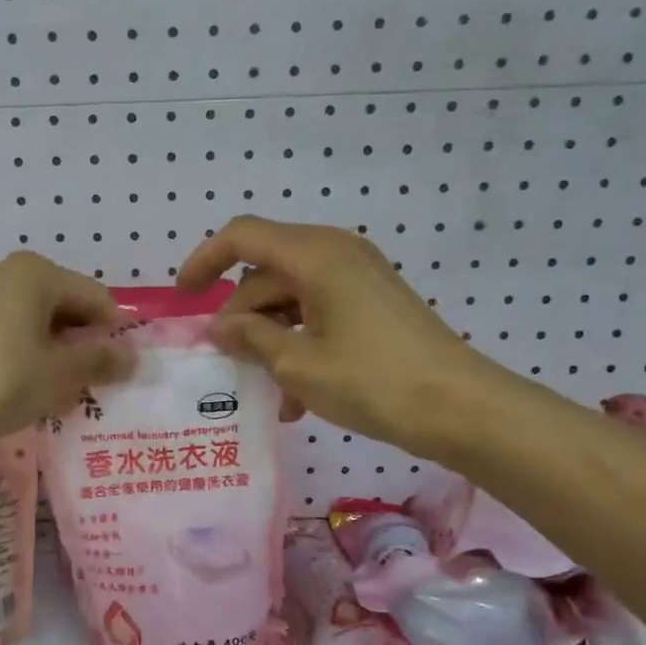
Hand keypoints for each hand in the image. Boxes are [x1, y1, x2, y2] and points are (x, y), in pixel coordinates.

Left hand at [0, 251, 132, 448]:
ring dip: (57, 351)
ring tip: (62, 389)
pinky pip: (10, 330)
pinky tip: (27, 385)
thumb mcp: (60, 374)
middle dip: (84, 342)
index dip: (115, 333)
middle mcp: (7, 273)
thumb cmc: (1, 380)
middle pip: (65, 305)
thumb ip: (100, 361)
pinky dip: (28, 353)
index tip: (122, 371)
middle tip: (93, 383)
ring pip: (37, 320)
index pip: (96, 297)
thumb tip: (133, 357)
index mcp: (37, 273)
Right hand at [177, 216, 518, 460]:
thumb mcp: (298, 364)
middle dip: (242, 318)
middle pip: (265, 272)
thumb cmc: (374, 382)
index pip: (243, 236)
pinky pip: (317, 311)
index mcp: (316, 256)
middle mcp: (336, 254)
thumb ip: (250, 337)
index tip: (183, 299)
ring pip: (290, 296)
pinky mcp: (372, 302)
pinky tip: (297, 394)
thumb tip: (220, 327)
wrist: (461, 407)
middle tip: (233, 367)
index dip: (205, 261)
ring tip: (270, 393)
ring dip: (271, 339)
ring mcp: (358, 277)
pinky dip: (299, 342)